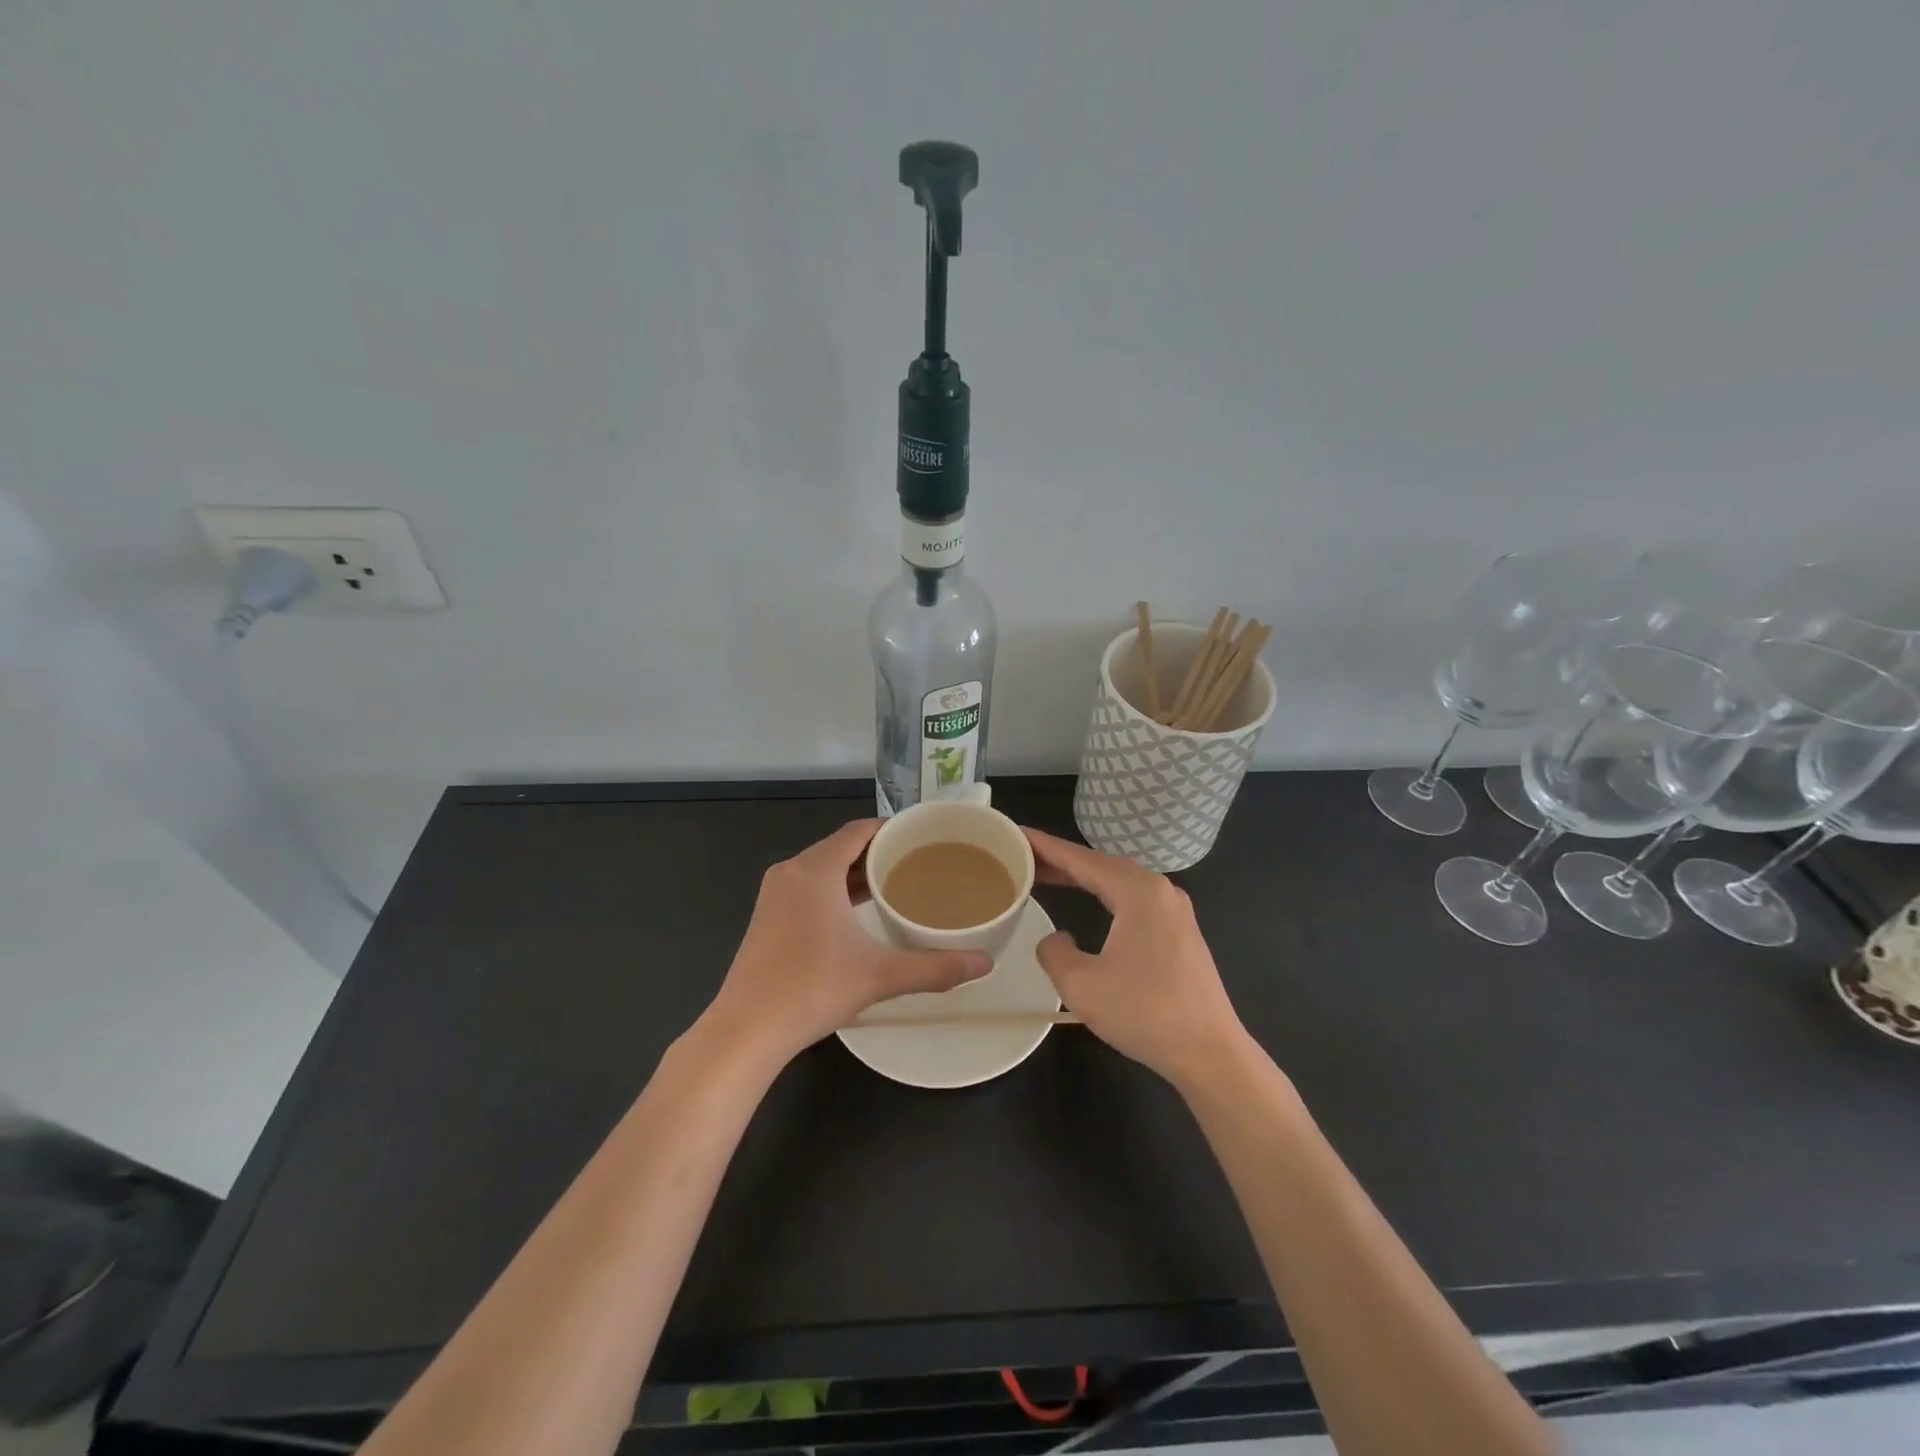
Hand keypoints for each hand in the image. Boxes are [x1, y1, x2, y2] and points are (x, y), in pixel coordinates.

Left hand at [704, 819, 991, 1068]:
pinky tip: (859, 912)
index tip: (925, 837)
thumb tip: (985, 964)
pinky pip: (808, 886)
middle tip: (920, 862)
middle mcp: (792, 871)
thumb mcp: (880, 976)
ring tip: (897, 884)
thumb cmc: (812, 989)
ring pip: (823, 867)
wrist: (746, 1030)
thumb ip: (935, 968)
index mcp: (815, 869)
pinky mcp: (767, 916)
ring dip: (856, 872)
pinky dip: (835, 889)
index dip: (892, 829)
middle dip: (879, 852)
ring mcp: (775, 894)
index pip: (859, 830)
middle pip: (842, 846)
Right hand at [1025, 827, 1248, 1087]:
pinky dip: (1104, 893)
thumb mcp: (1081, 985)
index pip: (1081, 859)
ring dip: (1083, 876)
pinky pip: (1134, 898)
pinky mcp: (1180, 931)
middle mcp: (1160, 890)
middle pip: (1101, 864)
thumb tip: (1056, 939)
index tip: (1015, 834)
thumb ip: (1055, 953)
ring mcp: (1175, 910)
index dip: (1045, 846)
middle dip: (1062, 859)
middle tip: (1023, 856)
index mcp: (1138, 891)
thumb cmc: (1145, 1013)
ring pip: (1119, 880)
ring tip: (1047, 875)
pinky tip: (1090, 901)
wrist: (1210, 1053)